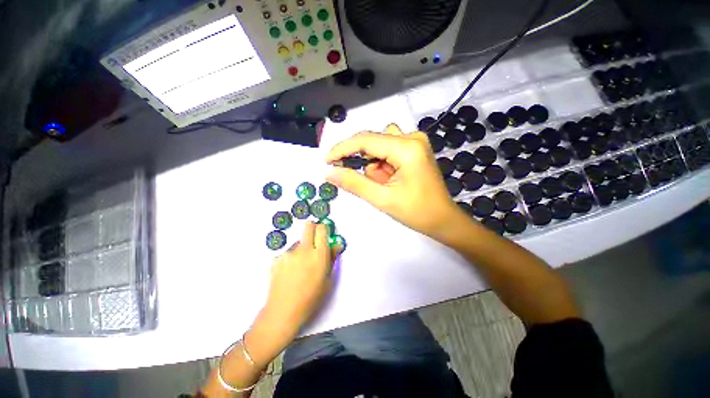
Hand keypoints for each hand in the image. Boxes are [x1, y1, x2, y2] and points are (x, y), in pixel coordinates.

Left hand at [261, 222, 339, 335]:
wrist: (283, 311)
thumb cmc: (311, 298)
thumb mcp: (327, 280)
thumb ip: (332, 258)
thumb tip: (337, 244)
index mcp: (319, 255)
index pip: (322, 229)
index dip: (323, 229)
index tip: (323, 234)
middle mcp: (303, 250)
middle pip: (308, 226)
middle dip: (312, 228)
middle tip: (313, 240)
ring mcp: (288, 253)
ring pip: (298, 242)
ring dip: (301, 248)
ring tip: (299, 267)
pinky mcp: (276, 258)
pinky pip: (287, 253)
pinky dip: (290, 258)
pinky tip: (289, 273)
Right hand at [326, 124, 459, 237]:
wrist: (442, 220)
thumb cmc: (416, 212)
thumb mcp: (382, 199)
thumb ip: (353, 183)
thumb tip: (328, 172)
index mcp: (407, 148)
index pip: (365, 140)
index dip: (342, 149)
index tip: (326, 161)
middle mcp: (412, 137)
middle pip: (372, 142)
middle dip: (366, 164)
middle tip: (372, 185)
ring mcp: (415, 142)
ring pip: (379, 147)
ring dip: (375, 166)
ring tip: (386, 185)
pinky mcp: (415, 149)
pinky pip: (389, 150)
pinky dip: (384, 166)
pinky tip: (392, 180)